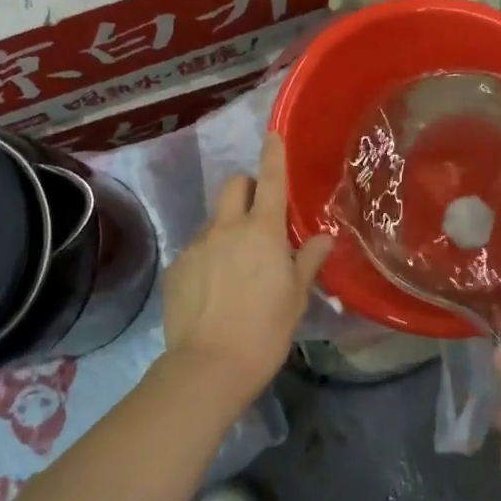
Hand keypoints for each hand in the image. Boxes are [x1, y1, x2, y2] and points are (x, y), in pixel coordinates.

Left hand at [160, 133, 332, 405]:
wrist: (209, 366)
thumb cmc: (265, 331)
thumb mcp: (295, 297)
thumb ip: (308, 261)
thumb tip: (324, 238)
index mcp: (262, 231)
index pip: (270, 179)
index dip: (273, 154)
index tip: (273, 134)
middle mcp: (227, 228)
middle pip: (233, 186)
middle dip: (246, 188)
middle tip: (258, 215)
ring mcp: (197, 245)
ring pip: (214, 220)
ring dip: (227, 228)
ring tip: (235, 266)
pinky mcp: (176, 266)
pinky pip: (196, 249)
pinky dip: (208, 257)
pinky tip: (213, 290)